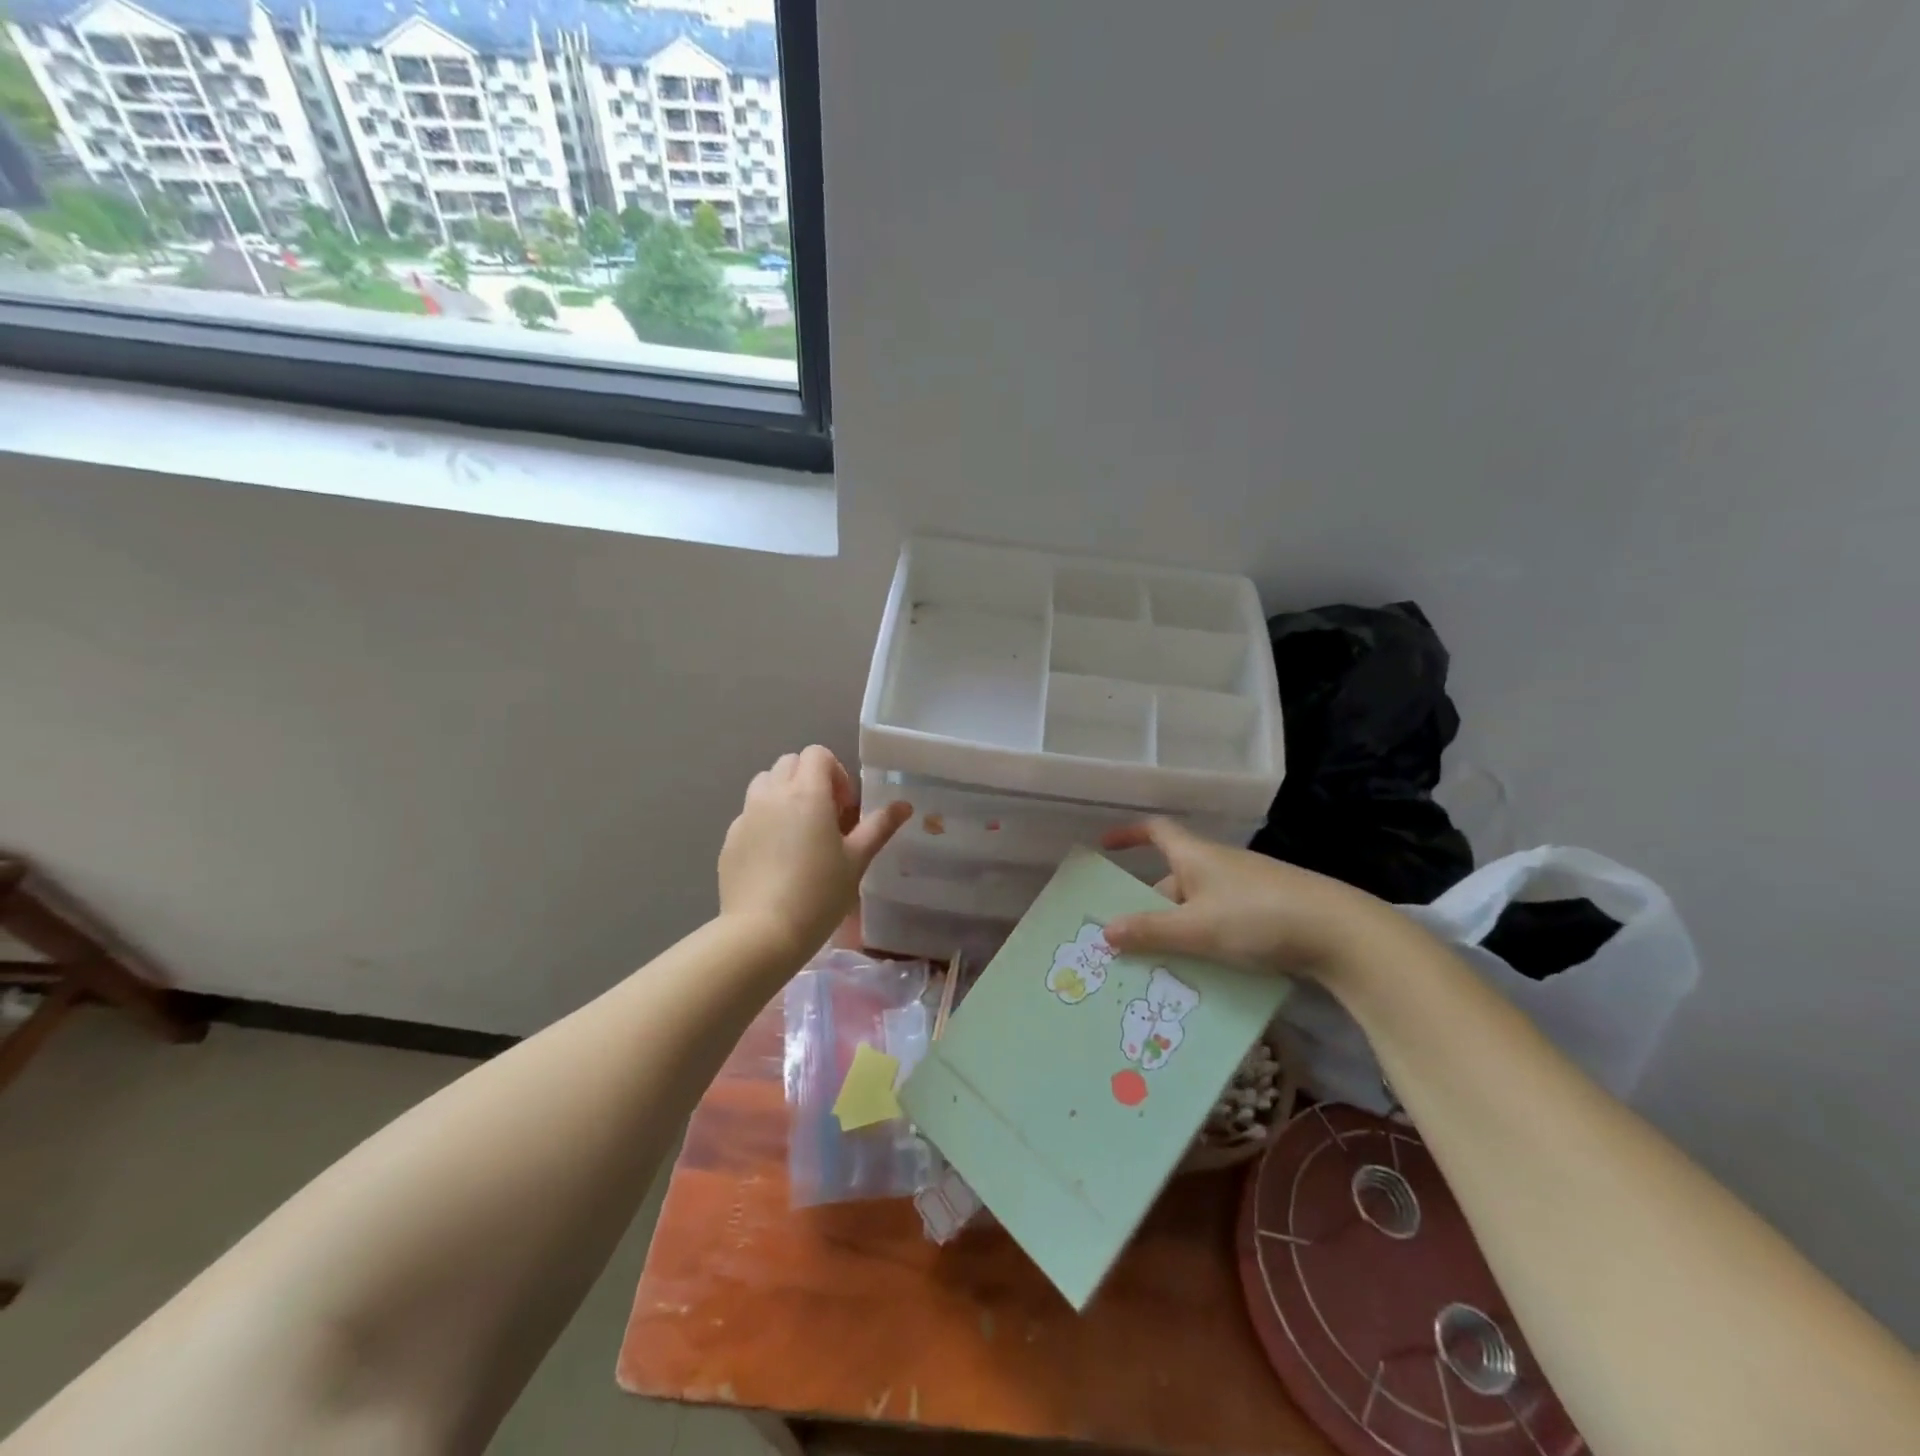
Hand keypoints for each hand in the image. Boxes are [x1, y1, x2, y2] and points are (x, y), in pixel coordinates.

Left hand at [718, 746, 911, 962]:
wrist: (762, 933)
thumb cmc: (819, 894)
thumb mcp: (857, 860)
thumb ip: (879, 826)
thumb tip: (904, 805)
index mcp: (806, 793)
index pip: (818, 754)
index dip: (835, 774)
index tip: (844, 809)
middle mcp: (772, 794)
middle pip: (790, 763)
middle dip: (810, 780)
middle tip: (825, 818)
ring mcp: (746, 815)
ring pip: (764, 784)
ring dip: (783, 794)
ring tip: (797, 832)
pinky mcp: (730, 839)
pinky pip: (749, 814)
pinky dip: (764, 821)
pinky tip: (775, 858)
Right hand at [1099, 819, 1412, 984]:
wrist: (1340, 933)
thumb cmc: (1257, 917)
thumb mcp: (1196, 928)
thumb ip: (1150, 931)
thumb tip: (1104, 931)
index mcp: (1196, 856)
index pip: (1157, 831)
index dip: (1130, 835)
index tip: (1107, 847)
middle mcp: (1218, 865)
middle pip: (1173, 879)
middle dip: (1149, 907)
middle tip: (1126, 939)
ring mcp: (1245, 889)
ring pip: (1197, 905)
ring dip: (1177, 929)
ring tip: (1159, 965)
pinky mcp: (1268, 912)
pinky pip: (1221, 921)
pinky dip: (1205, 940)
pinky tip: (1203, 972)